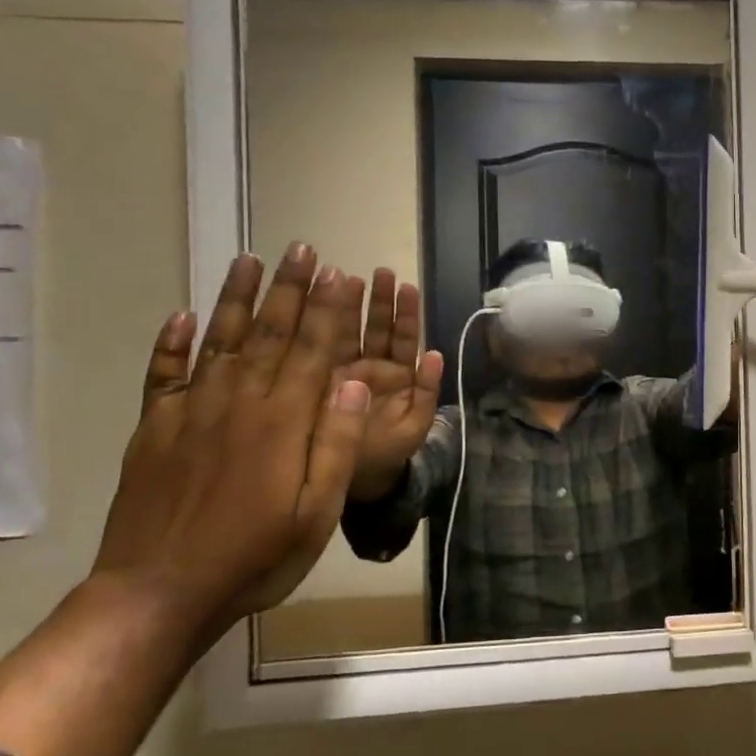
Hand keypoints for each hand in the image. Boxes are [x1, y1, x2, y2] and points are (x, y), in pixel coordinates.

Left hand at [91, 243, 372, 635]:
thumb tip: (353, 380)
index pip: (313, 350)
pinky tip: (181, 316)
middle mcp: (237, 403)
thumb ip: (335, 442)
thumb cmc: (255, 557)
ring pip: (219, 341)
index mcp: (282, 422)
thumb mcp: (317, 512)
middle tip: (302, 249)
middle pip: (269, 333)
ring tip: (249, 260)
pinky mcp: (154, 430)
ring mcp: (190, 413)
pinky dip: (170, 344)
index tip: (339, 273)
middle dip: (290, 288)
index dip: (328, 310)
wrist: (157, 594)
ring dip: (236, 298)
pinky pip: (162, 375)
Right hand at [339, 267, 444, 500]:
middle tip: (379, 272)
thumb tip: (437, 354)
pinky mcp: (321, 382)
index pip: (404, 338)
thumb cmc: (391, 455)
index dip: (406, 313)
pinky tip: (319, 306)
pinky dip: (324, 329)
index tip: (406, 286)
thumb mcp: (416, 424)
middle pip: (377, 328)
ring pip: (351, 333)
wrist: (356, 483)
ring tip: (351, 278)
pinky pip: (323, 352)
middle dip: (379, 300)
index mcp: (399, 377)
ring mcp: (345, 373)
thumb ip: (427, 391)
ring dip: (352, 306)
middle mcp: (372, 369)